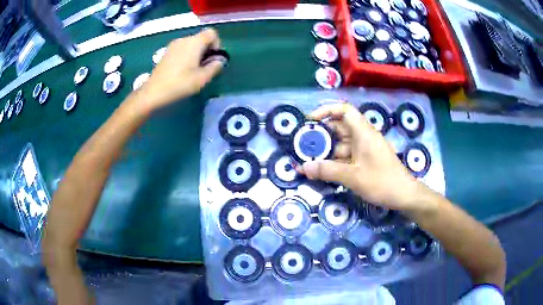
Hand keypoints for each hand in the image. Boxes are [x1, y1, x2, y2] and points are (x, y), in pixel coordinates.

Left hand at [137, 28, 223, 111]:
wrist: (153, 91)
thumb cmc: (180, 83)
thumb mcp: (202, 78)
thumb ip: (215, 67)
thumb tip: (219, 61)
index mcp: (195, 42)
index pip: (212, 33)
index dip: (217, 43)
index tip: (213, 58)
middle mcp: (184, 39)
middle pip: (201, 38)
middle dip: (206, 50)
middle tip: (204, 67)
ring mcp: (173, 45)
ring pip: (191, 44)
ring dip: (196, 53)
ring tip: (193, 70)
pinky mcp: (166, 52)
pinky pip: (182, 49)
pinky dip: (186, 55)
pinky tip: (182, 70)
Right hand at [299, 103, 423, 209]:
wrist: (404, 195)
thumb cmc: (381, 182)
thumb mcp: (352, 176)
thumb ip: (327, 171)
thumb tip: (303, 167)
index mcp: (363, 132)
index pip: (344, 110)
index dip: (326, 110)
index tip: (310, 121)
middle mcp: (363, 137)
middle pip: (339, 128)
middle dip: (322, 136)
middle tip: (303, 146)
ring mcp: (365, 149)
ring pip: (341, 144)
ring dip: (327, 151)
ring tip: (309, 161)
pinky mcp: (365, 161)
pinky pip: (346, 156)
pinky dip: (335, 161)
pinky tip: (323, 171)